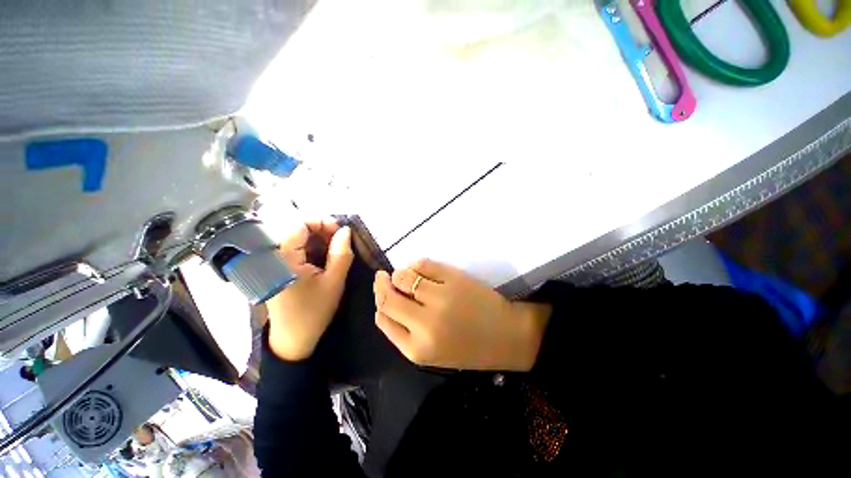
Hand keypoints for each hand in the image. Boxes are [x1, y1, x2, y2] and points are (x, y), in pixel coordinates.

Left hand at [266, 219, 353, 360]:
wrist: (293, 339)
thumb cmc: (314, 311)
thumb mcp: (334, 282)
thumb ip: (341, 253)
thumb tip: (346, 230)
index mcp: (283, 258)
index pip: (300, 223)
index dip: (323, 222)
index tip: (341, 233)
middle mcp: (273, 255)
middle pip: (298, 229)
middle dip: (323, 231)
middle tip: (342, 242)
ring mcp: (273, 262)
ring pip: (298, 238)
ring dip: (319, 240)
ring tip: (336, 251)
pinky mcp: (277, 268)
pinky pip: (295, 249)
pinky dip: (312, 249)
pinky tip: (324, 258)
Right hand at [373, 259, 551, 370]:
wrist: (506, 336)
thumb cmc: (469, 347)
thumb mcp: (431, 352)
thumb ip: (404, 332)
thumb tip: (386, 300)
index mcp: (417, 349)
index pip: (383, 318)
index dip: (379, 302)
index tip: (381, 292)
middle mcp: (424, 324)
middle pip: (387, 297)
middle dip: (381, 284)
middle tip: (383, 277)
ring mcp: (440, 298)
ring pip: (403, 277)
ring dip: (399, 274)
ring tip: (405, 275)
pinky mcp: (454, 279)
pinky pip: (423, 264)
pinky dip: (417, 264)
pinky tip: (420, 268)